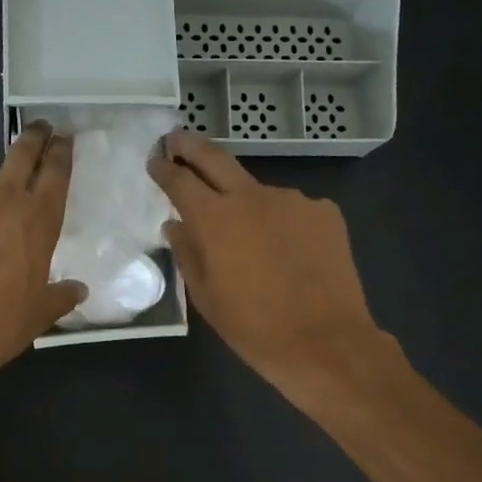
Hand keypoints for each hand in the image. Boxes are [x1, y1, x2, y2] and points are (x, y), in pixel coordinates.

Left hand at [0, 121, 85, 390]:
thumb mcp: (39, 313)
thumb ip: (61, 295)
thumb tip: (77, 289)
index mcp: (37, 220)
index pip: (55, 173)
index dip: (60, 153)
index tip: (62, 139)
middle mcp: (0, 198)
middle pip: (20, 155)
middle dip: (32, 139)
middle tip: (38, 130)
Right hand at [149, 128, 384, 392]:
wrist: (325, 343)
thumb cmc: (254, 328)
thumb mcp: (207, 297)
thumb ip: (187, 253)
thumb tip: (176, 225)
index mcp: (216, 219)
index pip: (180, 181)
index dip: (164, 169)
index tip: (155, 160)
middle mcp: (253, 197)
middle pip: (216, 159)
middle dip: (191, 146)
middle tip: (177, 139)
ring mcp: (293, 200)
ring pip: (258, 192)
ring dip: (245, 203)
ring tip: (248, 238)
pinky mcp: (324, 212)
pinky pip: (291, 210)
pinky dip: (280, 222)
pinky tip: (286, 252)